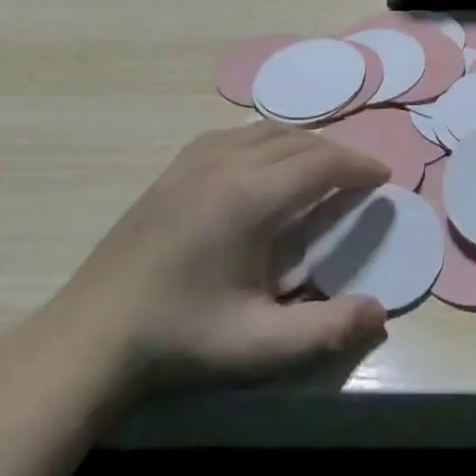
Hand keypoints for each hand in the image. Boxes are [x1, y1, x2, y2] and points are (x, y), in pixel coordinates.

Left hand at [41, 122, 389, 406]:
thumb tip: (381, 313)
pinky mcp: (175, 166)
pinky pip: (236, 134)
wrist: (92, 335)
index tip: (383, 176)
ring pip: (267, 130)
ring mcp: (196, 158)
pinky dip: (268, 140)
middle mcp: (228, 161)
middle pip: (299, 140)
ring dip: (303, 144)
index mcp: (251, 197)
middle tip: (359, 177)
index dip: (358, 165)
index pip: (322, 162)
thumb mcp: (257, 345)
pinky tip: (267, 166)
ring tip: (321, 170)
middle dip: (337, 153)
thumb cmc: (179, 339)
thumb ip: (325, 329)